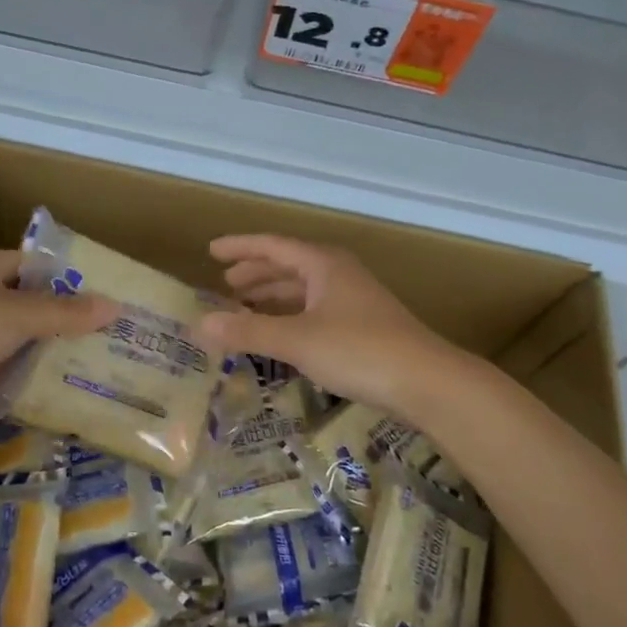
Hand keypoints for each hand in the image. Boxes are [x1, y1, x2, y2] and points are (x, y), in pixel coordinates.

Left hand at [0, 248, 117, 425]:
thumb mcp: (19, 315)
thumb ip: (66, 313)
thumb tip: (115, 307)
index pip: (36, 266)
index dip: (69, 282)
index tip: (103, 302)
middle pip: (24, 305)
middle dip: (58, 324)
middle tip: (100, 342)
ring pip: (7, 340)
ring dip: (35, 355)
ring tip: (81, 371)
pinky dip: (10, 381)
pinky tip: (43, 395)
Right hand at [195, 235, 466, 422]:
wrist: (426, 381)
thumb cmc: (359, 350)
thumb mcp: (297, 340)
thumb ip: (248, 331)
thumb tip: (200, 324)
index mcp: (323, 264)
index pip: (273, 246)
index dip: (240, 247)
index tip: (211, 251)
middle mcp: (339, 274)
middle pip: (289, 265)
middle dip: (256, 273)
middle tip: (226, 284)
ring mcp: (355, 300)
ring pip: (304, 290)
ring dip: (274, 296)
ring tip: (245, 308)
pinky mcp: (364, 326)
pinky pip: (316, 311)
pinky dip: (292, 317)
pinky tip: (282, 335)